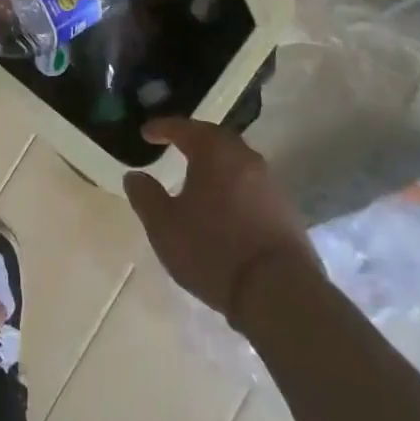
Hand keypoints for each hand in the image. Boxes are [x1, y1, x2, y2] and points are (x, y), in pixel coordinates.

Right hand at [123, 118, 312, 322]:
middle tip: (175, 145)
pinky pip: (251, 183)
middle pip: (214, 138)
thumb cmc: (213, 250)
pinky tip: (225, 203)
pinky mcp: (285, 208)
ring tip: (198, 175)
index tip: (146, 132)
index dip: (162, 128)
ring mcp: (270, 181)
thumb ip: (145, 196)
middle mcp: (244, 156)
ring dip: (215, 162)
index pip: (183, 128)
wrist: (279, 292)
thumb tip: (134, 176)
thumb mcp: (164, 226)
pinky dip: (233, 184)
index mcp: (214, 152)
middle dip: (193, 139)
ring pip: (235, 160)